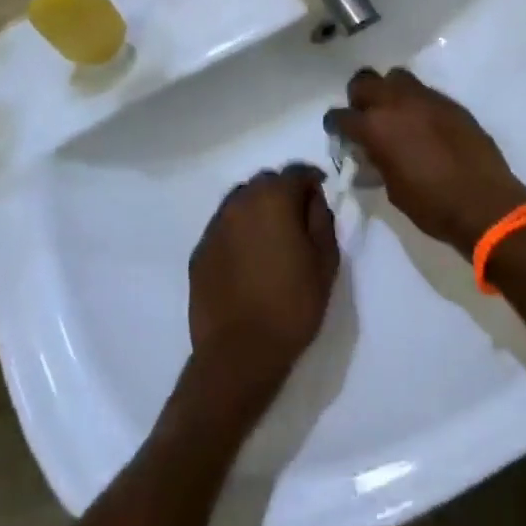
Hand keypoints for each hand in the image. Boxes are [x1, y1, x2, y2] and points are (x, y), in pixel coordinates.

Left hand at [187, 164, 339, 410]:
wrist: (238, 354)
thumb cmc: (291, 305)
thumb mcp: (325, 262)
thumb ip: (322, 220)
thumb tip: (313, 201)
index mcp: (273, 198)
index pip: (297, 172)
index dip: (312, 181)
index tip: (321, 197)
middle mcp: (240, 201)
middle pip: (266, 182)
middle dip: (283, 192)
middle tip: (298, 220)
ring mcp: (215, 225)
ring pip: (241, 202)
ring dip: (258, 210)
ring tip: (271, 239)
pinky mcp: (200, 251)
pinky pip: (224, 228)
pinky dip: (239, 233)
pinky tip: (248, 260)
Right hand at [326, 68, 525, 257]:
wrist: (485, 204)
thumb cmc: (432, 206)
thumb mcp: (392, 189)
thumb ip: (377, 161)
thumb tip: (371, 152)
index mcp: (376, 127)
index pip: (342, 115)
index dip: (336, 124)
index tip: (338, 131)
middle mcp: (397, 103)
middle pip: (364, 81)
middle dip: (359, 97)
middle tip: (365, 116)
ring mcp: (426, 98)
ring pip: (396, 77)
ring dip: (389, 91)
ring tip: (395, 113)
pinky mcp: (450, 102)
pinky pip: (424, 92)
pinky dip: (416, 102)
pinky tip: (423, 124)